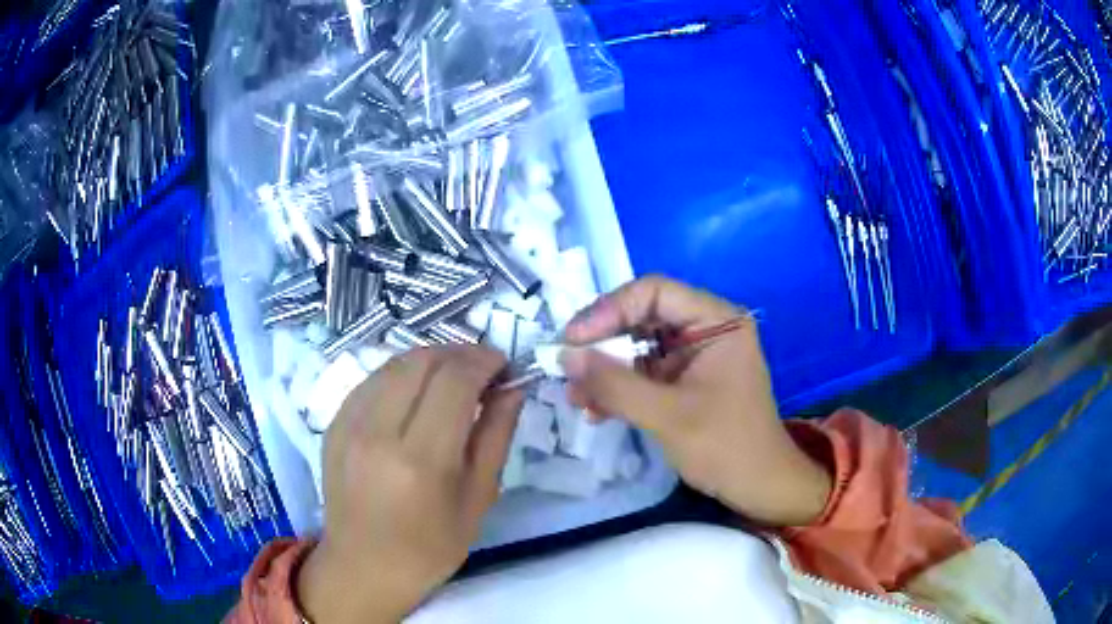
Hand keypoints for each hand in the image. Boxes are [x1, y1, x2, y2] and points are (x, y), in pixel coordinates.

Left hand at [297, 346, 522, 623]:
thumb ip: (496, 436)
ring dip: (431, 360)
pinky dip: (402, 375)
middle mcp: (378, 432)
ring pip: (394, 363)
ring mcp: (348, 424)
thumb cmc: (430, 547)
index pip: (455, 380)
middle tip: (483, 371)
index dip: (485, 361)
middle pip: (422, 361)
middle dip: (460, 354)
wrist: (363, 567)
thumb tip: (513, 389)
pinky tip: (416, 394)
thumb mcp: (478, 499)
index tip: (505, 366)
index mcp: (420, 460)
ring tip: (453, 379)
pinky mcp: (333, 424)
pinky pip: (372, 380)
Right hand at [562, 276, 830, 526]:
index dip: (609, 309)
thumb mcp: (669, 416)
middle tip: (568, 366)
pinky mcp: (684, 382)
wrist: (759, 488)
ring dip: (605, 369)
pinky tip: (595, 409)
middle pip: (642, 316)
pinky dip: (619, 388)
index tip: (573, 339)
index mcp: (717, 321)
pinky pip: (643, 372)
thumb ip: (616, 384)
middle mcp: (705, 329)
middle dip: (603, 343)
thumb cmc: (726, 447)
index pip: (654, 292)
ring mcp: (694, 355)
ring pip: (638, 345)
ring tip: (575, 394)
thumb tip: (565, 356)